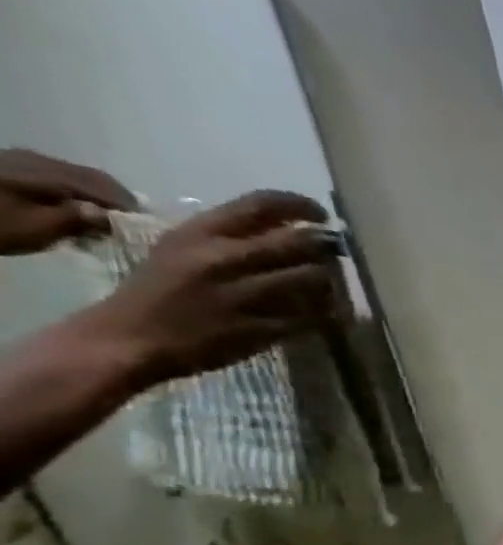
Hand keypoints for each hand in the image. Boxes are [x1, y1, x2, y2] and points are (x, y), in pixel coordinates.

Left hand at [0, 149, 137, 255]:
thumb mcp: (37, 228)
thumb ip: (78, 219)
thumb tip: (108, 215)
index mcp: (50, 172)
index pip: (107, 187)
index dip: (129, 207)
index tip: (145, 228)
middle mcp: (36, 159)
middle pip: (90, 177)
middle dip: (112, 199)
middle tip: (127, 224)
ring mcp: (14, 160)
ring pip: (70, 176)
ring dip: (90, 195)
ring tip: (99, 218)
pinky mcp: (0, 167)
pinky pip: (48, 176)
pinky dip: (68, 192)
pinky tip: (66, 207)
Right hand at [85, 190, 339, 387]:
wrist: (130, 340)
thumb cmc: (158, 290)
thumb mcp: (181, 248)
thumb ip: (230, 236)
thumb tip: (291, 229)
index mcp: (200, 234)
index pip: (262, 204)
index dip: (301, 206)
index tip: (321, 216)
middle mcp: (224, 259)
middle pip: (301, 242)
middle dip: (324, 248)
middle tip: (332, 256)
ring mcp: (245, 295)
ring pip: (315, 279)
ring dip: (330, 282)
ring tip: (325, 287)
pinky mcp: (263, 328)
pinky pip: (315, 315)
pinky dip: (327, 312)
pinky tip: (324, 313)